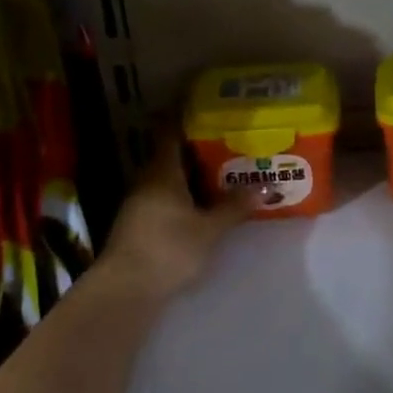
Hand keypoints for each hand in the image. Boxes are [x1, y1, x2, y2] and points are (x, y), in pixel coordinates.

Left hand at [101, 127, 250, 301]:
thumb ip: (235, 206)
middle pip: (171, 154)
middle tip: (228, 139)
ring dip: (192, 173)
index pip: (170, 131)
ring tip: (224, 170)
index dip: (183, 114)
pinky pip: (166, 197)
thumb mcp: (209, 229)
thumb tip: (266, 186)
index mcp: (162, 171)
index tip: (203, 103)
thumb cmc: (169, 248)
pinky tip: (204, 203)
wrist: (127, 290)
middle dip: (197, 146)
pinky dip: (185, 194)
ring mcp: (140, 203)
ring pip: (169, 178)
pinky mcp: (139, 225)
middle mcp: (147, 180)